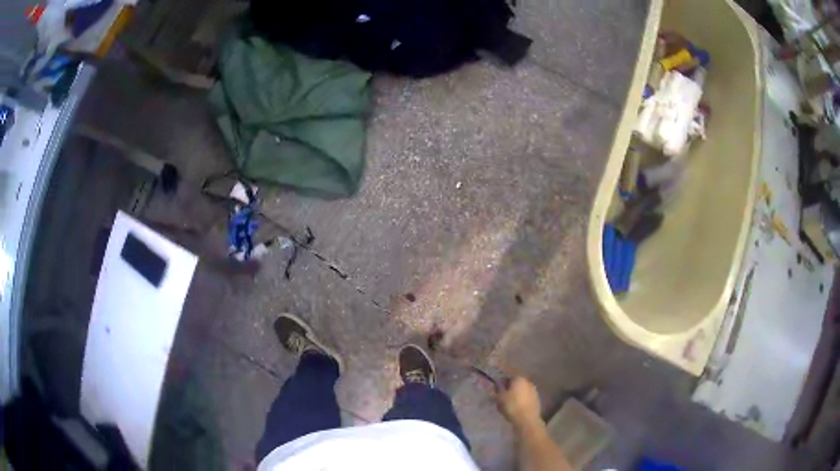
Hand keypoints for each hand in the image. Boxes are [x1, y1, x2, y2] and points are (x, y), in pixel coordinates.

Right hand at [496, 376, 541, 429]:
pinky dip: (522, 400)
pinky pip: (527, 397)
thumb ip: (498, 389)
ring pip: (522, 390)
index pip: (509, 376)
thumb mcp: (500, 397)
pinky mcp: (537, 399)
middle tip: (502, 396)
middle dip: (510, 388)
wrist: (527, 419)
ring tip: (509, 403)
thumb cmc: (512, 406)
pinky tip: (517, 407)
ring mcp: (534, 391)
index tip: (497, 389)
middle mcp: (528, 382)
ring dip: (516, 394)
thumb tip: (497, 384)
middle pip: (516, 383)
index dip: (502, 382)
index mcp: (519, 379)